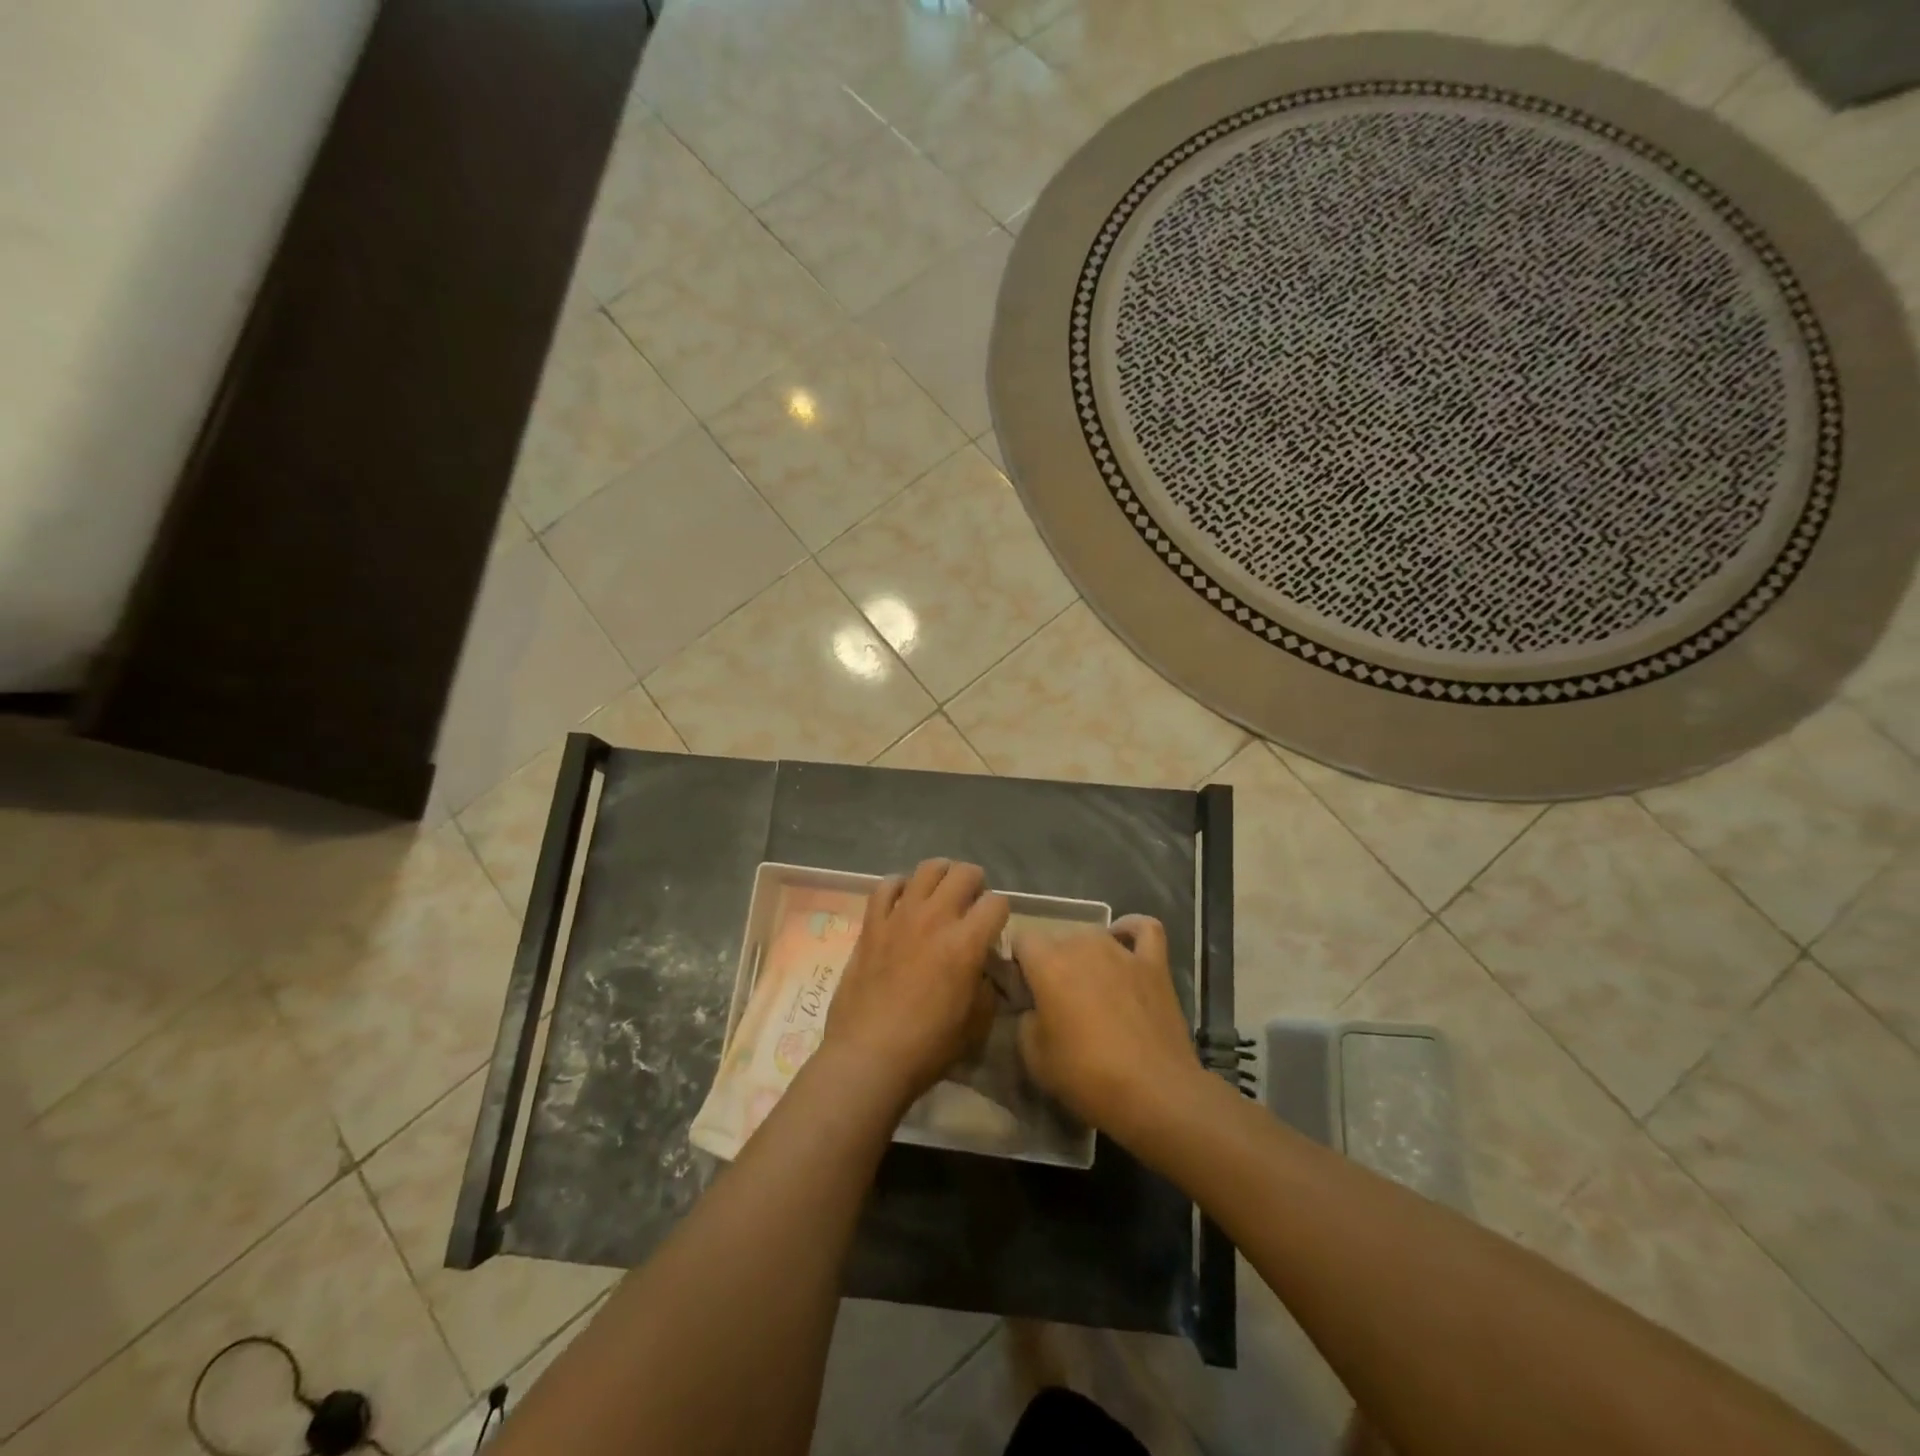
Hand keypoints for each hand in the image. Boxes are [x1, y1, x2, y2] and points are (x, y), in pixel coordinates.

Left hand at [824, 860, 1009, 1110]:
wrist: (869, 1056)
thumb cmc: (929, 1046)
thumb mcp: (977, 1022)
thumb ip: (987, 985)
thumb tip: (983, 967)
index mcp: (966, 942)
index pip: (997, 902)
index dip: (1001, 914)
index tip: (994, 930)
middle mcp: (935, 918)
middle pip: (964, 873)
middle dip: (976, 884)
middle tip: (971, 905)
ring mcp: (900, 916)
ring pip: (927, 869)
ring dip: (941, 876)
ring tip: (941, 894)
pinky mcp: (872, 924)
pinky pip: (886, 885)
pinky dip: (899, 886)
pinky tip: (903, 900)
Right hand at [1013, 916, 1200, 1139]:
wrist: (1155, 1093)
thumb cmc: (1087, 1075)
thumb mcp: (1034, 1058)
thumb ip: (1025, 1020)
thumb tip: (1033, 1007)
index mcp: (1048, 963)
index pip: (1021, 940)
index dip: (1018, 963)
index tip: (1022, 990)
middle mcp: (1083, 944)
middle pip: (1057, 938)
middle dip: (1051, 961)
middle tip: (1055, 998)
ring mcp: (1122, 951)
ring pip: (1094, 933)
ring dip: (1085, 953)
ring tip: (1089, 984)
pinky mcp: (1154, 963)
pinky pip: (1143, 928)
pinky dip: (1130, 929)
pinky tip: (1124, 941)